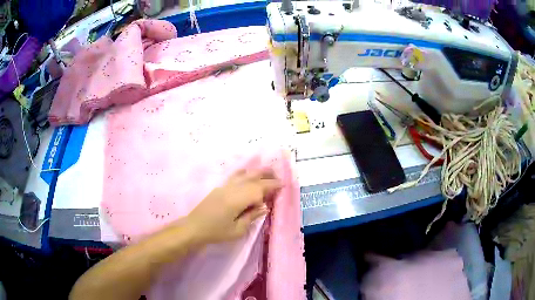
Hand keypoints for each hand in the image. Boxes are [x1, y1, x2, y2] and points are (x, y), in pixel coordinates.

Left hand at [186, 169, 281, 244]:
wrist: (194, 227)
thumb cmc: (216, 232)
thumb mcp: (237, 230)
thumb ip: (252, 216)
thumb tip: (264, 206)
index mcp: (237, 199)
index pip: (259, 189)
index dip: (272, 185)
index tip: (283, 185)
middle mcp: (232, 189)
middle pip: (252, 178)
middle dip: (267, 175)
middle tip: (278, 177)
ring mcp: (224, 186)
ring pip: (244, 174)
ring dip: (257, 172)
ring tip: (267, 173)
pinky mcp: (219, 187)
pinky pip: (235, 176)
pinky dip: (244, 173)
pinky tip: (247, 173)